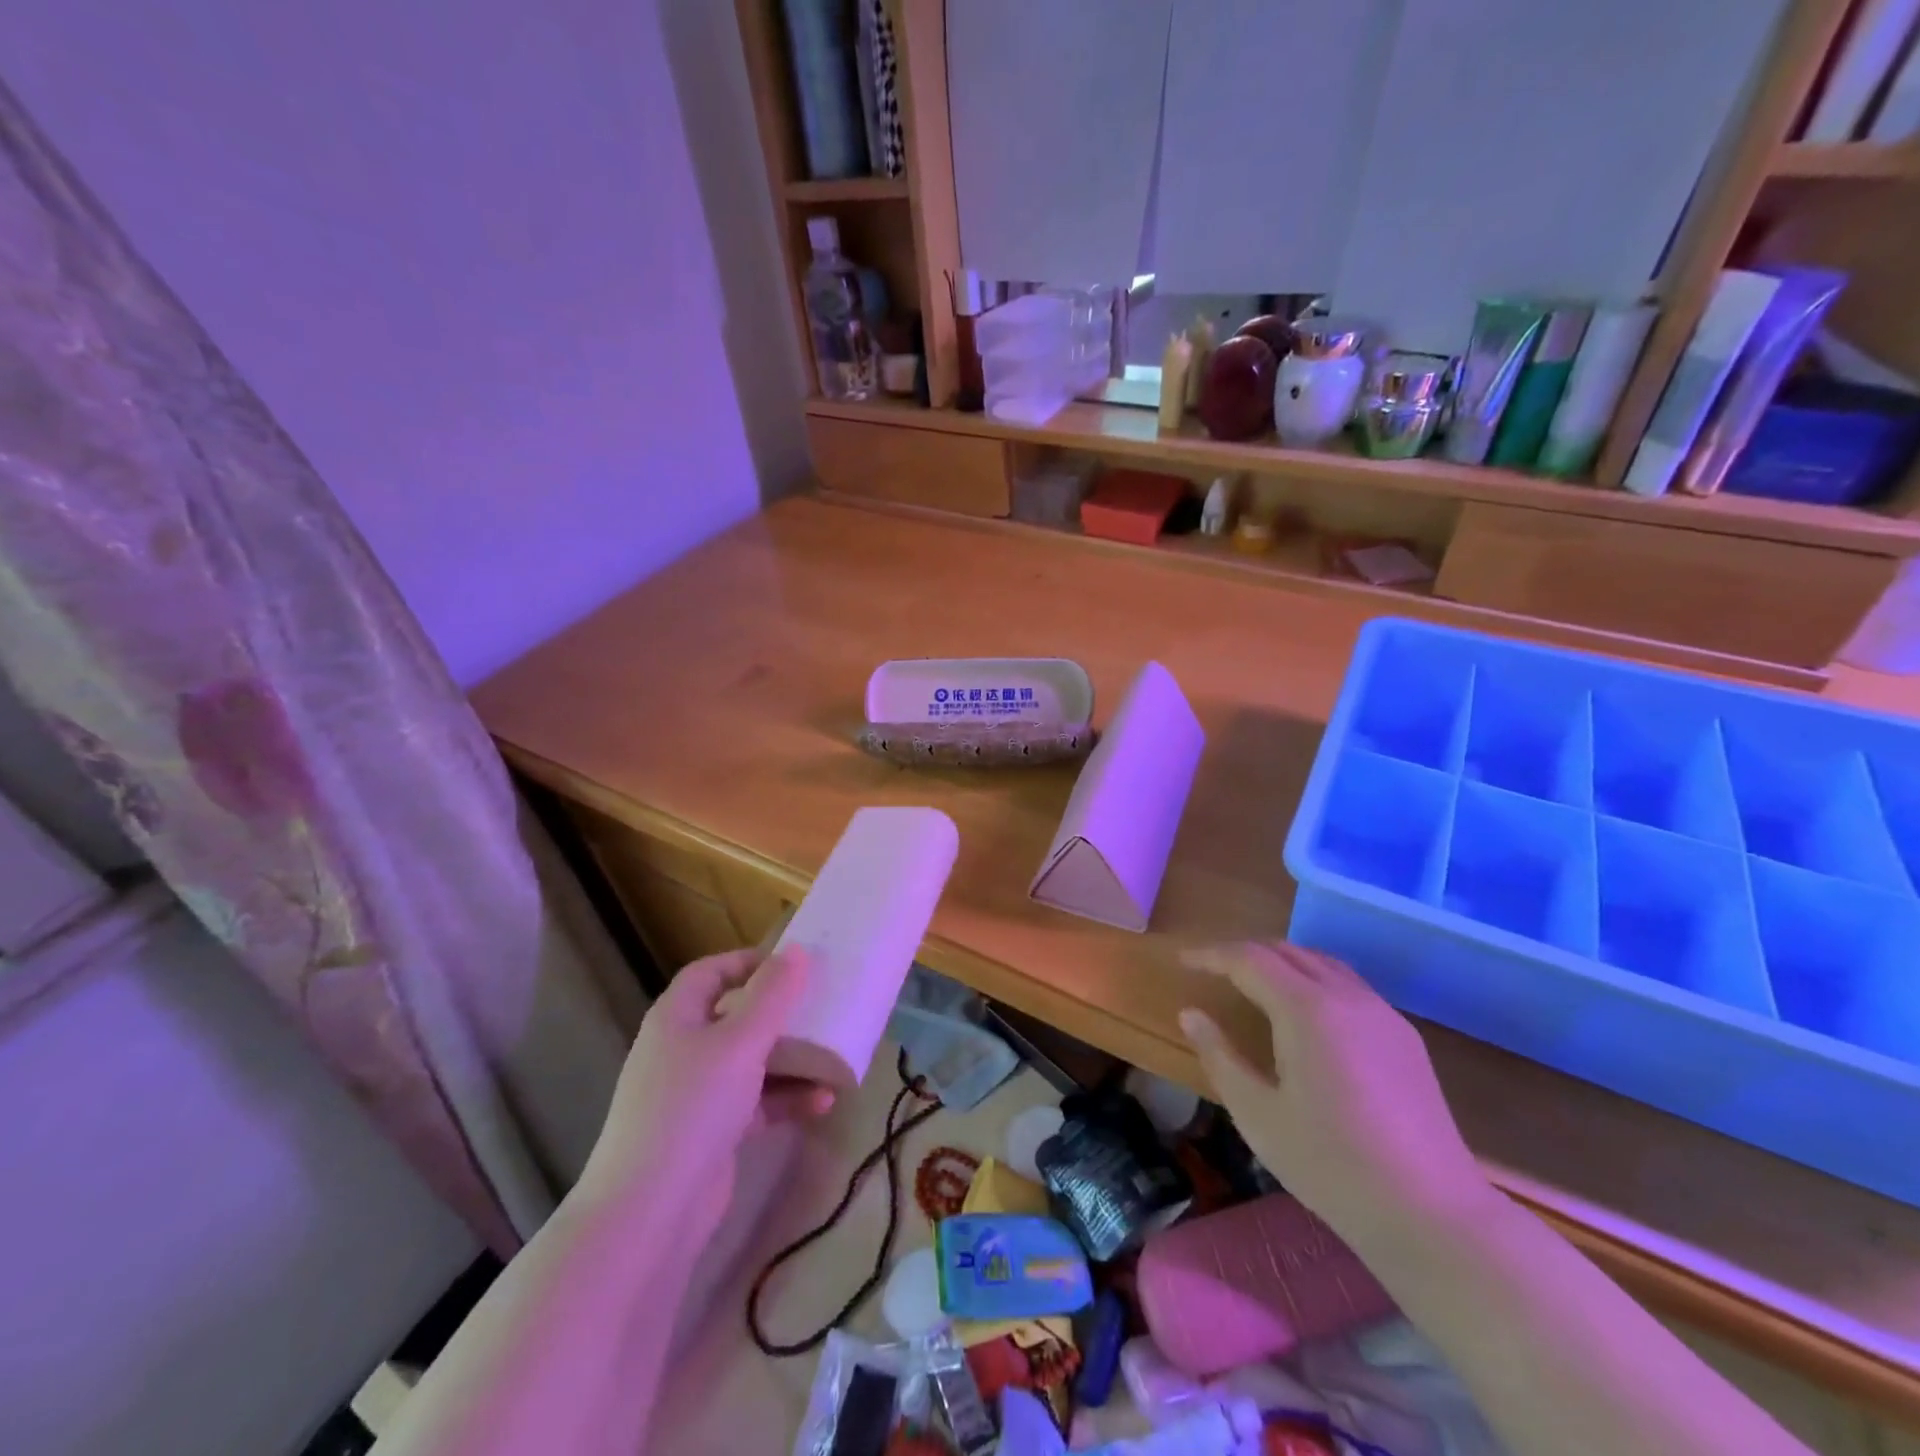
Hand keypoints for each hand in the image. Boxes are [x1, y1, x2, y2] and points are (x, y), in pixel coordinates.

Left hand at [579, 947, 833, 1231]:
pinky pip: (756, 1102)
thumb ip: (772, 995)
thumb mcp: (740, 1042)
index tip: (795, 964)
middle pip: (735, 1015)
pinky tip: (823, 1102)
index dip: (749, 961)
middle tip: (822, 1005)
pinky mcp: (712, 1132)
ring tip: (832, 1054)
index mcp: (677, 1016)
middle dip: (779, 1011)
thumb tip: (797, 951)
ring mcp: (695, 1094)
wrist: (650, 1213)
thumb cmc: (693, 1107)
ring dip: (791, 1058)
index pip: (711, 971)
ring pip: (750, 1060)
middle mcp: (682, 1049)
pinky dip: (786, 1098)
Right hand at [1178, 942, 1492, 1245]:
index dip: (1211, 955)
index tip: (1183, 961)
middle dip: (1244, 953)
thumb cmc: (1331, 1165)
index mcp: (1306, 1008)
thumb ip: (1220, 1056)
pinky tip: (1305, 1014)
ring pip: (1322, 963)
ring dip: (1281, 962)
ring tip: (1253, 984)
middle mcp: (1346, 996)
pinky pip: (1349, 986)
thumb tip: (1191, 1014)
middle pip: (1287, 951)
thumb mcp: (1258, 1114)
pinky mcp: (1405, 1037)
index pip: (1249, 959)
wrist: (1432, 1214)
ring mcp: (1382, 1014)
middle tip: (1212, 970)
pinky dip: (1313, 981)